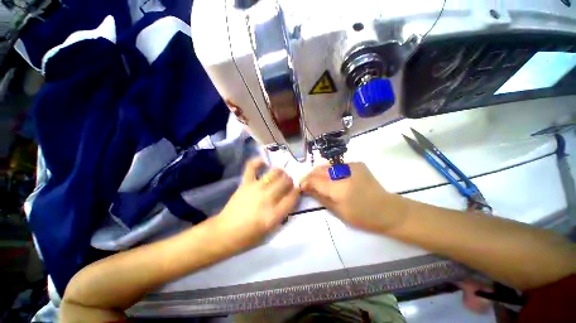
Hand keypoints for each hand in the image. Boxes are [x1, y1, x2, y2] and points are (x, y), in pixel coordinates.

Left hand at [215, 158, 298, 248]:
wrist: (225, 233)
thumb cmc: (249, 236)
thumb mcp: (271, 230)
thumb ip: (283, 213)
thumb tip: (290, 197)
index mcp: (274, 214)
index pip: (293, 196)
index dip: (297, 191)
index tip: (296, 191)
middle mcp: (267, 198)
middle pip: (286, 181)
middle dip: (290, 181)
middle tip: (287, 184)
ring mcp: (256, 188)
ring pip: (275, 172)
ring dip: (280, 172)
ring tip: (279, 175)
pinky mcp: (245, 183)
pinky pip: (252, 167)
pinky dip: (258, 162)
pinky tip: (263, 162)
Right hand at [299, 162, 405, 232]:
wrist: (388, 210)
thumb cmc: (362, 216)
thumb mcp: (337, 211)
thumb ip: (320, 197)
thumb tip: (306, 188)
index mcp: (339, 188)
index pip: (314, 179)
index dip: (305, 182)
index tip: (301, 187)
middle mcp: (343, 172)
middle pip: (319, 169)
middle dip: (310, 176)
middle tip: (308, 185)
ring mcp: (351, 165)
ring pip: (327, 166)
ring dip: (320, 173)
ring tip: (319, 182)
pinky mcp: (357, 164)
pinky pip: (337, 166)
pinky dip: (331, 171)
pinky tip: (333, 179)